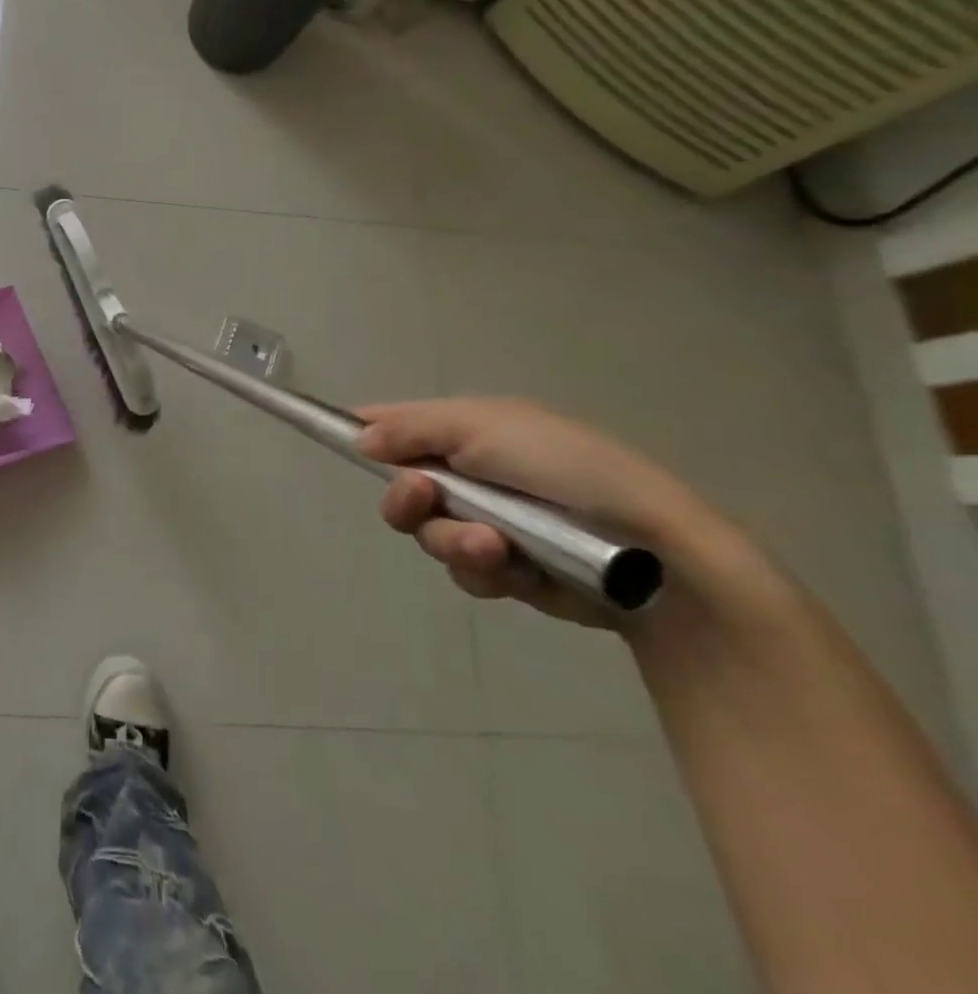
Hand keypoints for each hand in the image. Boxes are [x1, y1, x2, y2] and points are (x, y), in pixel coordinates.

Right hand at [356, 397, 726, 628]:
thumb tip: (359, 437)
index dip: (363, 431)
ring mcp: (488, 522)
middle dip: (406, 499)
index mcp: (469, 430)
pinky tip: (515, 569)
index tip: (334, 438)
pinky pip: (464, 571)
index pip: (397, 423)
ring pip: (429, 534)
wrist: (658, 557)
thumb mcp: (487, 429)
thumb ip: (414, 430)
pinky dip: (483, 570)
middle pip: (400, 487)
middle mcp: (471, 473)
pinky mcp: (507, 568)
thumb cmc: (570, 471)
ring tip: (494, 547)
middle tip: (422, 499)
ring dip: (452, 541)